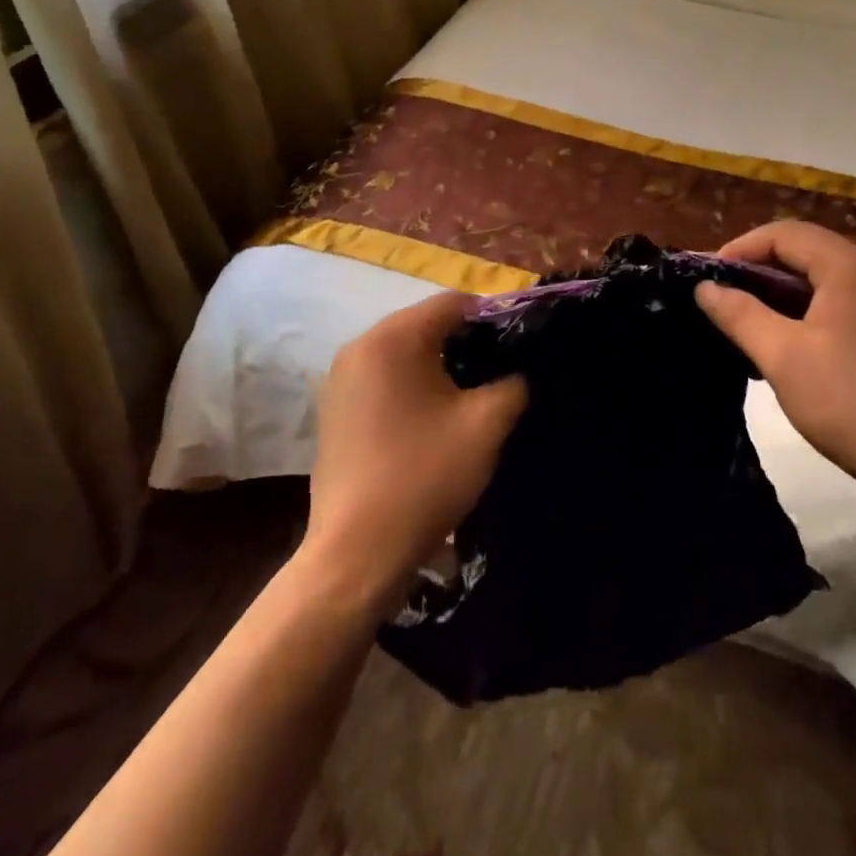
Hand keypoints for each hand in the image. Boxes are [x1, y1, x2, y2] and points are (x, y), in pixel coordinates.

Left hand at [302, 293, 526, 607]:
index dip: (493, 317)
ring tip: (472, 395)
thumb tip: (517, 372)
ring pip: (404, 353)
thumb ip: (512, 383)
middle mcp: (359, 346)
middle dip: (466, 341)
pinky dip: (412, 385)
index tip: (519, 344)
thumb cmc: (424, 476)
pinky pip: (384, 378)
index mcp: (392, 338)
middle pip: (425, 324)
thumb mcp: (486, 425)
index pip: (452, 303)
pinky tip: (434, 417)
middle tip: (500, 370)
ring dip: (439, 365)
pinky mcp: (335, 409)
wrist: (356, 552)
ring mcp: (340, 378)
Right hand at [695, 221, 855, 501]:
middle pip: (807, 250)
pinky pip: (844, 301)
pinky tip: (787, 340)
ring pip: (824, 278)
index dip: (740, 248)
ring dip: (782, 291)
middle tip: (722, 296)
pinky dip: (809, 309)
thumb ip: (739, 313)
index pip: (785, 234)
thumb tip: (704, 287)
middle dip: (759, 269)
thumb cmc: (848, 402)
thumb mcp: (781, 356)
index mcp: (851, 266)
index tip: (708, 278)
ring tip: (747, 319)